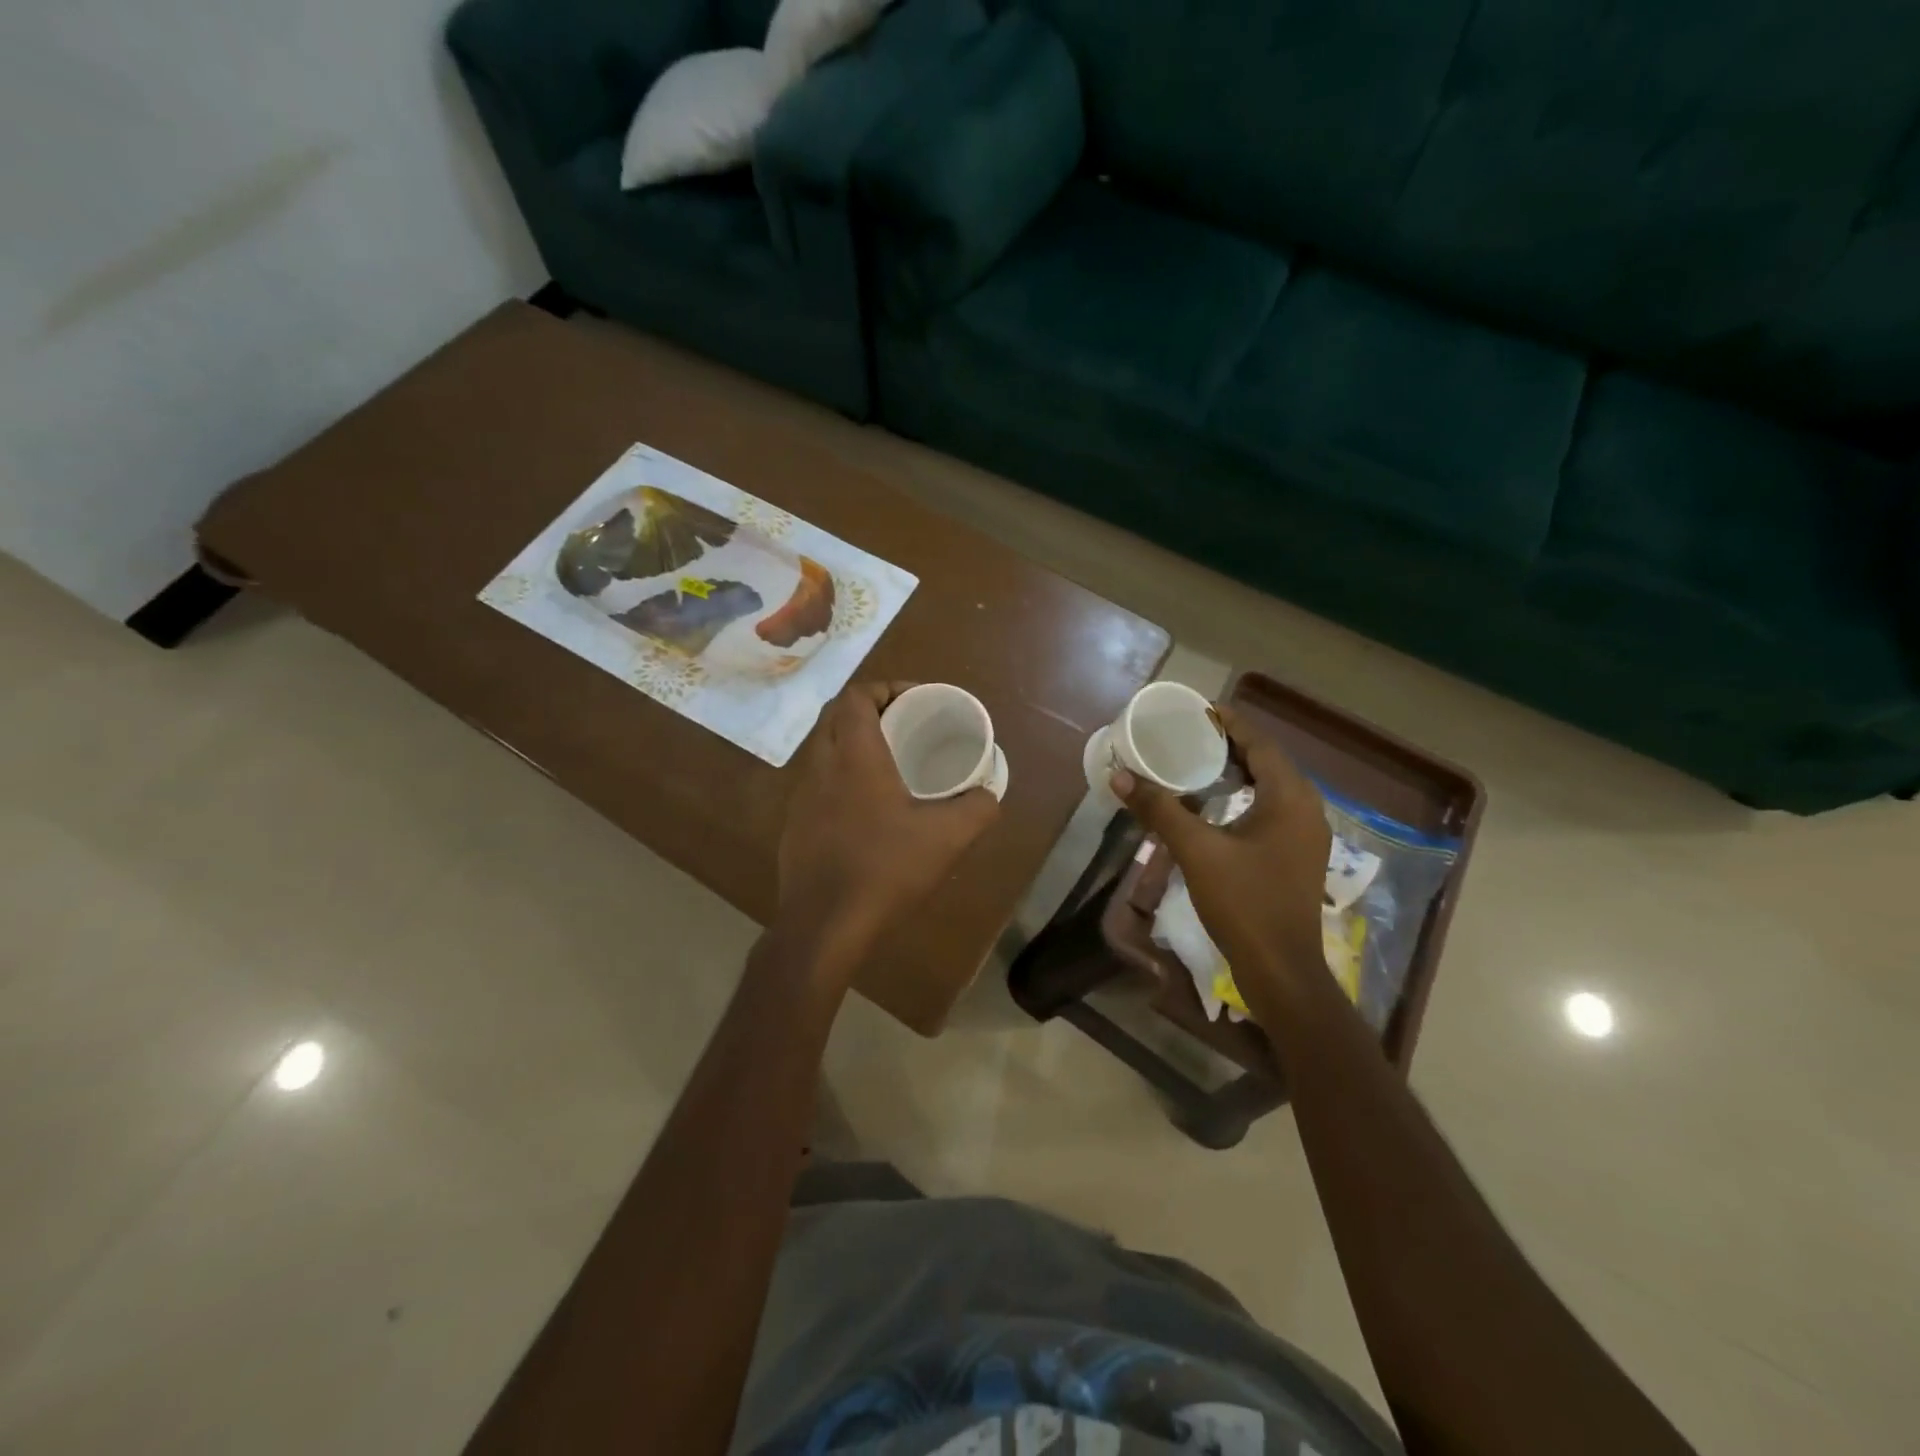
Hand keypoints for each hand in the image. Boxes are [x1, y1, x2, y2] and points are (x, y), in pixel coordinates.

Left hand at [776, 682, 999, 973]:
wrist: (824, 926)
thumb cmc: (885, 870)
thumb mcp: (947, 838)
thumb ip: (977, 808)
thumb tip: (988, 794)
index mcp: (854, 756)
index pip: (857, 696)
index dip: (885, 688)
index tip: (914, 700)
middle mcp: (821, 767)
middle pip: (836, 717)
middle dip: (870, 711)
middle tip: (905, 727)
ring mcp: (801, 798)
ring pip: (824, 751)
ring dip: (852, 745)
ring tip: (889, 765)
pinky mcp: (794, 826)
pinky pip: (817, 785)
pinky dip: (841, 779)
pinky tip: (866, 811)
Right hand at [1112, 704, 1329, 990]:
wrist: (1281, 970)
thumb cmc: (1244, 903)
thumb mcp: (1197, 852)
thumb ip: (1160, 810)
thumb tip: (1120, 777)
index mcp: (1290, 798)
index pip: (1261, 744)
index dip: (1231, 724)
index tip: (1199, 710)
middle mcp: (1306, 809)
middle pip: (1268, 762)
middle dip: (1232, 745)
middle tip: (1192, 735)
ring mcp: (1306, 836)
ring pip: (1272, 788)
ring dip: (1240, 772)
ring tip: (1200, 763)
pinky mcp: (1298, 856)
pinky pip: (1273, 810)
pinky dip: (1246, 797)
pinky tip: (1218, 806)